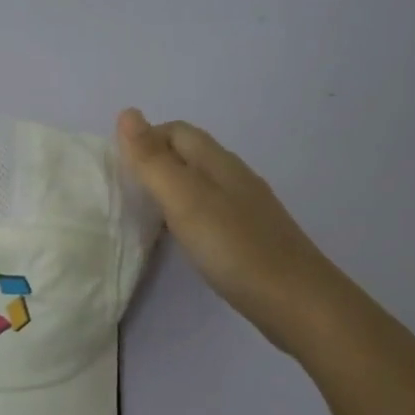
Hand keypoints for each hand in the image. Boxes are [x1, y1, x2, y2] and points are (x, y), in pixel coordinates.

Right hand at [116, 108, 346, 354]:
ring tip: (142, 212)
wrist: (298, 302)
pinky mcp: (249, 236)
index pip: (176, 131)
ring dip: (169, 188)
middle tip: (123, 190)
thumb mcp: (185, 200)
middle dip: (154, 161)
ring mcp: (245, 208)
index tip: (116, 167)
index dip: (144, 139)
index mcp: (218, 162)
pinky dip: (185, 213)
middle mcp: (234, 177)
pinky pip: (209, 210)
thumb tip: (127, 112)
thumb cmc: (235, 247)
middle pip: (188, 154)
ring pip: (198, 183)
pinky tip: (178, 237)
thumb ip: (153, 160)